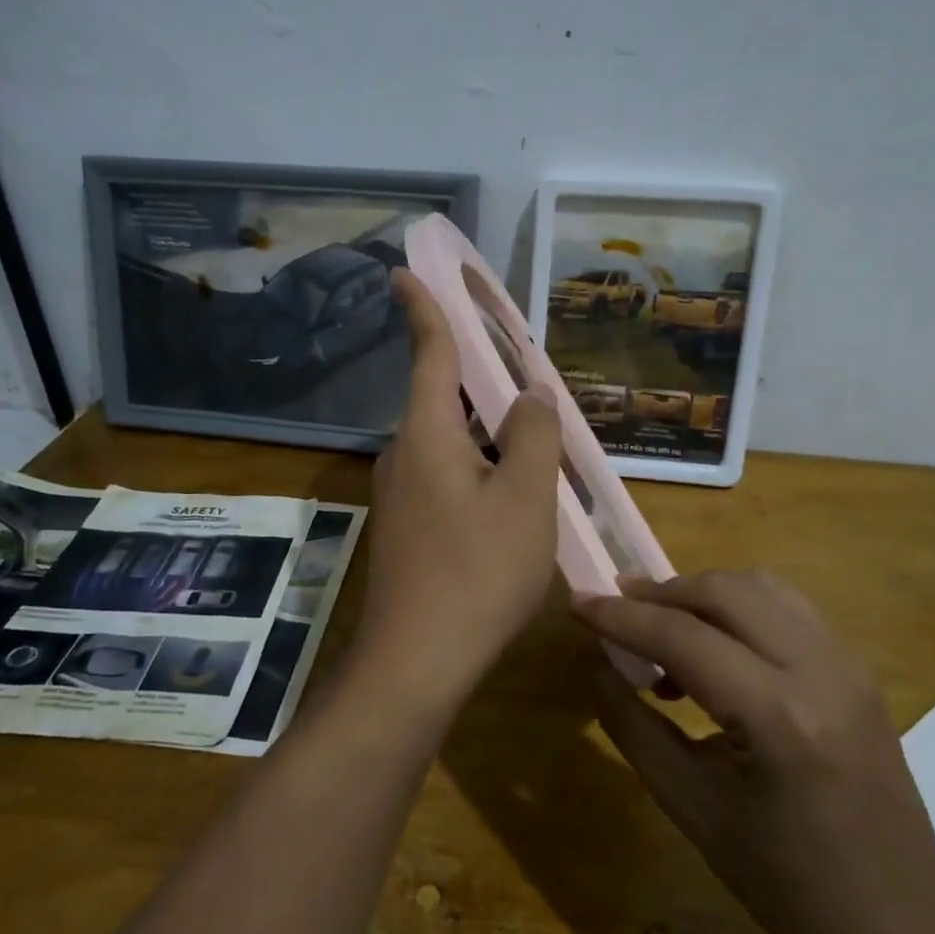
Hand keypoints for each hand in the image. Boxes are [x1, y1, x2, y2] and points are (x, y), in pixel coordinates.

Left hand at [351, 269, 561, 712]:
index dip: (424, 308)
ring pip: (448, 445)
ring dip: (486, 435)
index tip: (406, 271)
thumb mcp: (525, 498)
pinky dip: (478, 471)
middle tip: (524, 381)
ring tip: (535, 446)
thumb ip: (532, 436)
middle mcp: (404, 455)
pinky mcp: (406, 530)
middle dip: (480, 383)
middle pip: (443, 400)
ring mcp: (400, 496)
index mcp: (426, 434)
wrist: (416, 662)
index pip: (428, 353)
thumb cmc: (477, 571)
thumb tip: (529, 396)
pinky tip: (511, 500)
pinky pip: (446, 479)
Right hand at [574, 571, 934, 933]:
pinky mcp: (857, 668)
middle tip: (616, 610)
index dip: (622, 616)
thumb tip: (593, 665)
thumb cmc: (787, 883)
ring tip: (661, 626)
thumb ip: (633, 727)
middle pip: (725, 591)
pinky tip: (714, 648)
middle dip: (661, 592)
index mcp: (780, 717)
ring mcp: (848, 664)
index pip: (684, 637)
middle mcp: (821, 671)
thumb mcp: (692, 808)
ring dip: (701, 593)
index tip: (578, 602)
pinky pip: (787, 607)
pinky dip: (738, 608)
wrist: (902, 927)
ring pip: (760, 587)